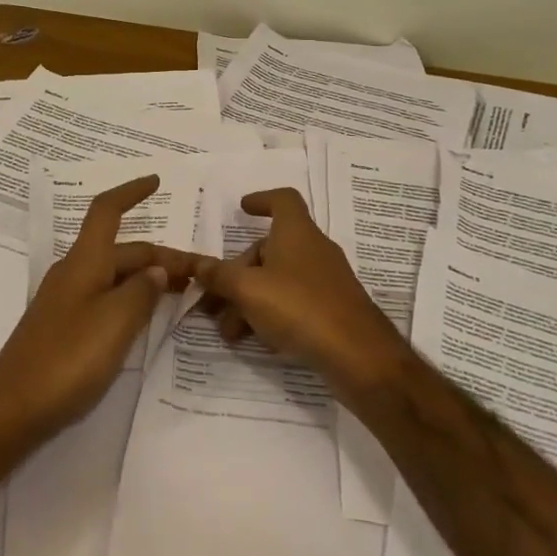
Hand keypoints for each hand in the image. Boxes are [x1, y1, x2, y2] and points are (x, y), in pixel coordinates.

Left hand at [0, 175, 194, 453]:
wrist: (12, 411)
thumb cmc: (66, 360)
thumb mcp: (115, 323)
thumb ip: (141, 293)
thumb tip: (155, 272)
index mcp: (83, 263)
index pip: (107, 212)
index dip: (131, 193)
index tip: (156, 182)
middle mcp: (74, 275)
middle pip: (121, 251)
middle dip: (159, 256)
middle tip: (198, 275)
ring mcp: (66, 303)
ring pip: (115, 278)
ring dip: (147, 279)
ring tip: (181, 294)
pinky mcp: (64, 329)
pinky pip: (105, 301)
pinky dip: (131, 301)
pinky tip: (147, 321)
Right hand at [193, 188, 409, 404]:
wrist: (358, 355)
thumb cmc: (300, 307)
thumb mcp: (248, 290)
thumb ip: (219, 276)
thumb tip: (198, 264)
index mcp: (296, 232)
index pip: (282, 200)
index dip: (261, 200)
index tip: (241, 209)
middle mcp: (313, 250)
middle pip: (269, 249)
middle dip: (237, 272)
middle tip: (213, 301)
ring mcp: (326, 281)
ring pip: (278, 280)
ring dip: (249, 300)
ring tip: (229, 331)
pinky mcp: (332, 309)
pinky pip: (294, 302)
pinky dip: (271, 314)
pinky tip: (256, 341)